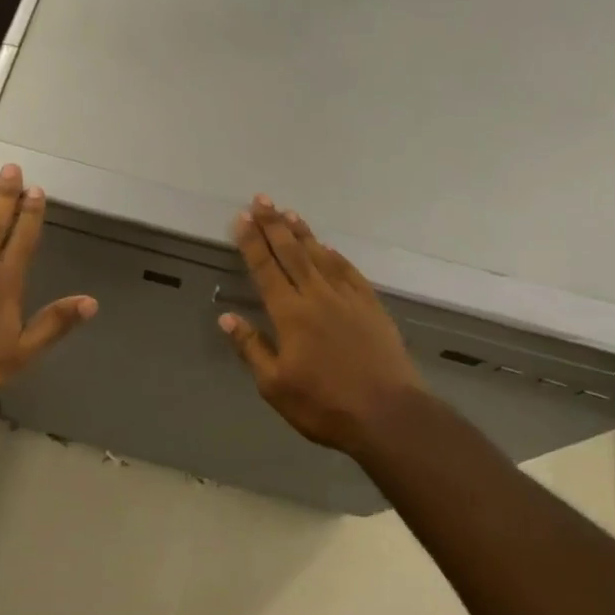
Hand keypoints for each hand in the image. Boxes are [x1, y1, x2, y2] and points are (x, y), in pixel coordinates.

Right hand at [219, 197, 425, 455]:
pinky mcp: (372, 308)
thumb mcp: (275, 386)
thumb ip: (251, 348)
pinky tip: (328, 247)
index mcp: (290, 314)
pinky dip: (336, 256)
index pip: (266, 269)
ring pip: (321, 256)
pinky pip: (350, 272)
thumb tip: (227, 318)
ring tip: (289, 213)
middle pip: (292, 253)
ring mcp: (348, 299)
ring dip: (303, 233)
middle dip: (274, 225)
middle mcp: (317, 297)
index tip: (241, 218)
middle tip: (261, 199)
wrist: (388, 415)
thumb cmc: (324, 405)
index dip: (251, 242)